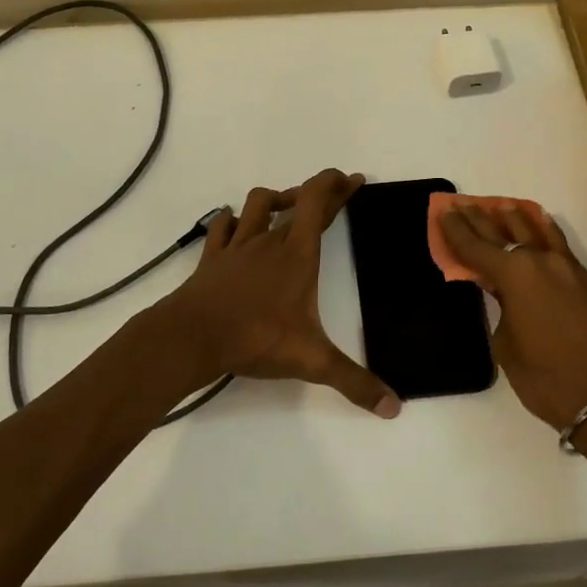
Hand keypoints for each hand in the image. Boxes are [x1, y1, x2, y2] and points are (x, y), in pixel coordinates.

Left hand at [160, 169, 399, 417]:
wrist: (192, 337)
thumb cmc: (255, 338)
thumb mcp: (312, 362)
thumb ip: (354, 382)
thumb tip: (394, 407)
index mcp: (297, 254)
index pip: (318, 201)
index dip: (337, 185)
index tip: (353, 179)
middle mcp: (268, 241)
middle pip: (296, 202)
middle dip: (318, 194)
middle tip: (336, 193)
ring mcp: (237, 246)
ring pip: (257, 204)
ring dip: (275, 199)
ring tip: (287, 207)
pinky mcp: (212, 258)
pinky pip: (223, 226)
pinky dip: (233, 220)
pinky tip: (236, 225)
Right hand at [438, 203, 586, 429]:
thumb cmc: (546, 377)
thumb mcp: (506, 345)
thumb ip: (501, 309)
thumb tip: (506, 295)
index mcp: (515, 276)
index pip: (477, 247)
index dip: (456, 230)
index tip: (443, 212)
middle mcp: (543, 262)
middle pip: (506, 234)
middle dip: (483, 220)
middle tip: (464, 205)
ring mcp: (573, 270)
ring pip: (540, 233)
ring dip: (518, 219)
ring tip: (503, 206)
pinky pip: (563, 250)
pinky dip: (547, 236)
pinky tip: (543, 229)